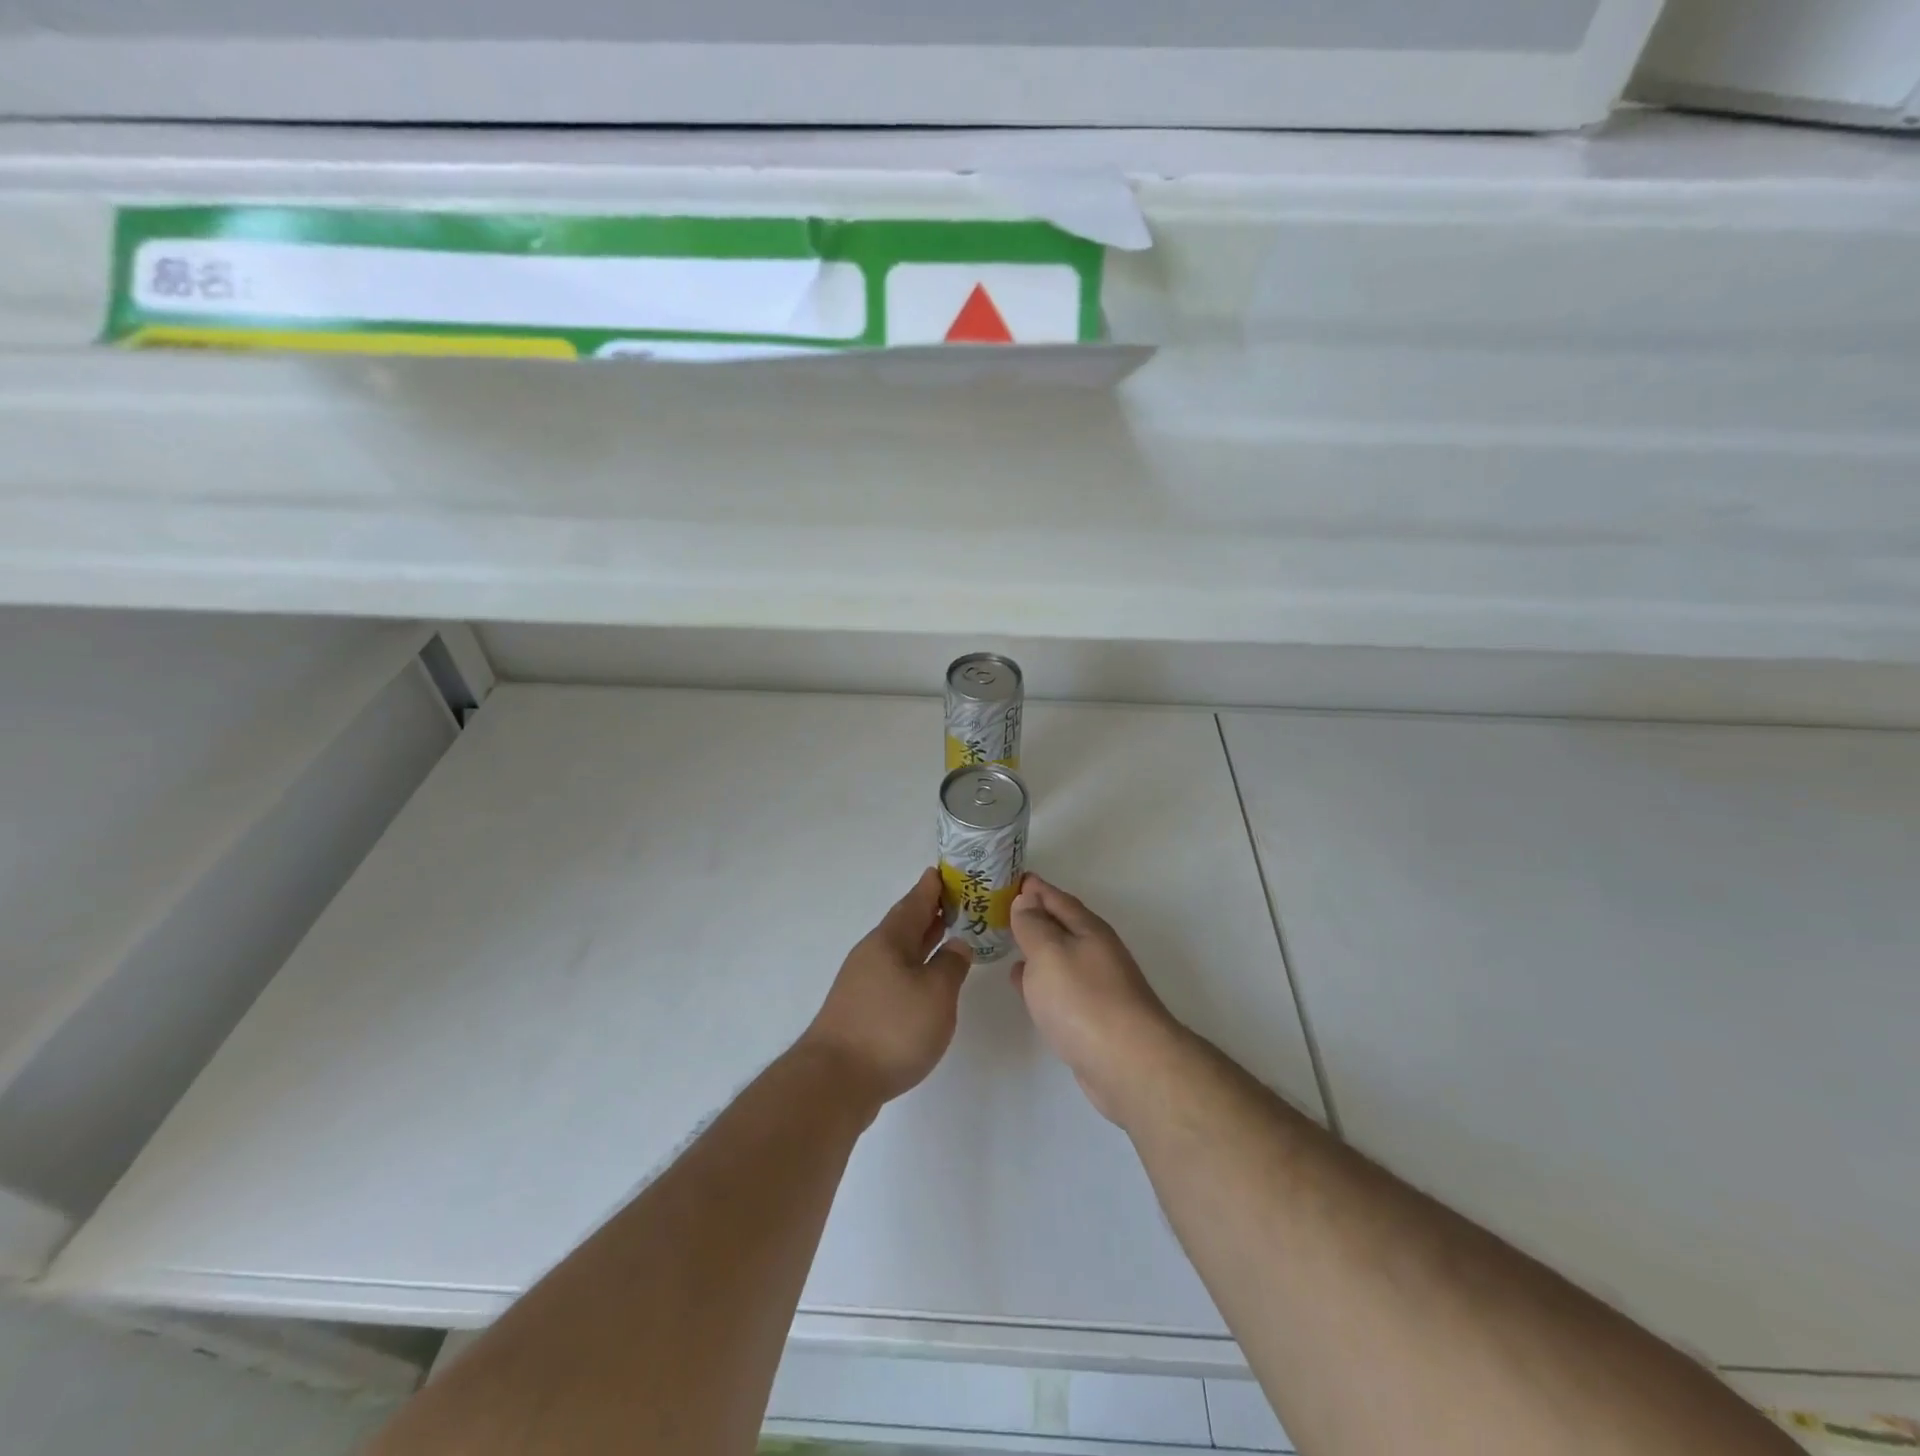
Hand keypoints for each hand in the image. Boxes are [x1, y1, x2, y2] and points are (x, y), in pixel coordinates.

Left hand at [801, 868, 972, 1109]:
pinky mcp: (860, 1010)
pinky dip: (913, 968)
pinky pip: (893, 974)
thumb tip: (957, 944)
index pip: (914, 903)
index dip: (930, 888)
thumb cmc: (891, 1028)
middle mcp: (872, 955)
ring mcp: (862, 983)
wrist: (835, 1081)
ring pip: (898, 951)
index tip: (942, 871)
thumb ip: (951, 965)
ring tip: (946, 935)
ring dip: (921, 941)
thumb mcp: (935, 994)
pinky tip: (925, 981)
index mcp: (889, 941)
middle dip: (928, 912)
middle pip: (903, 925)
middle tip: (955, 900)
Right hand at [1011, 875, 1183, 1126]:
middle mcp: (1096, 952)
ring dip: (1036, 947)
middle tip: (1001, 907)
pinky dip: (1039, 978)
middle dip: (1034, 915)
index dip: (1034, 888)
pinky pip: (1058, 986)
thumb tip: (1026, 899)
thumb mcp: (1050, 953)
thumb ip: (1034, 925)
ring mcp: (1096, 986)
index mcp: (1088, 930)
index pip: (1057, 898)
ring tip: (1007, 940)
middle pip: (1061, 925)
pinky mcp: (1091, 1017)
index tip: (1011, 877)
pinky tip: (1022, 984)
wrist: (1128, 1065)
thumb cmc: (1084, 1000)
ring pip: (1059, 956)